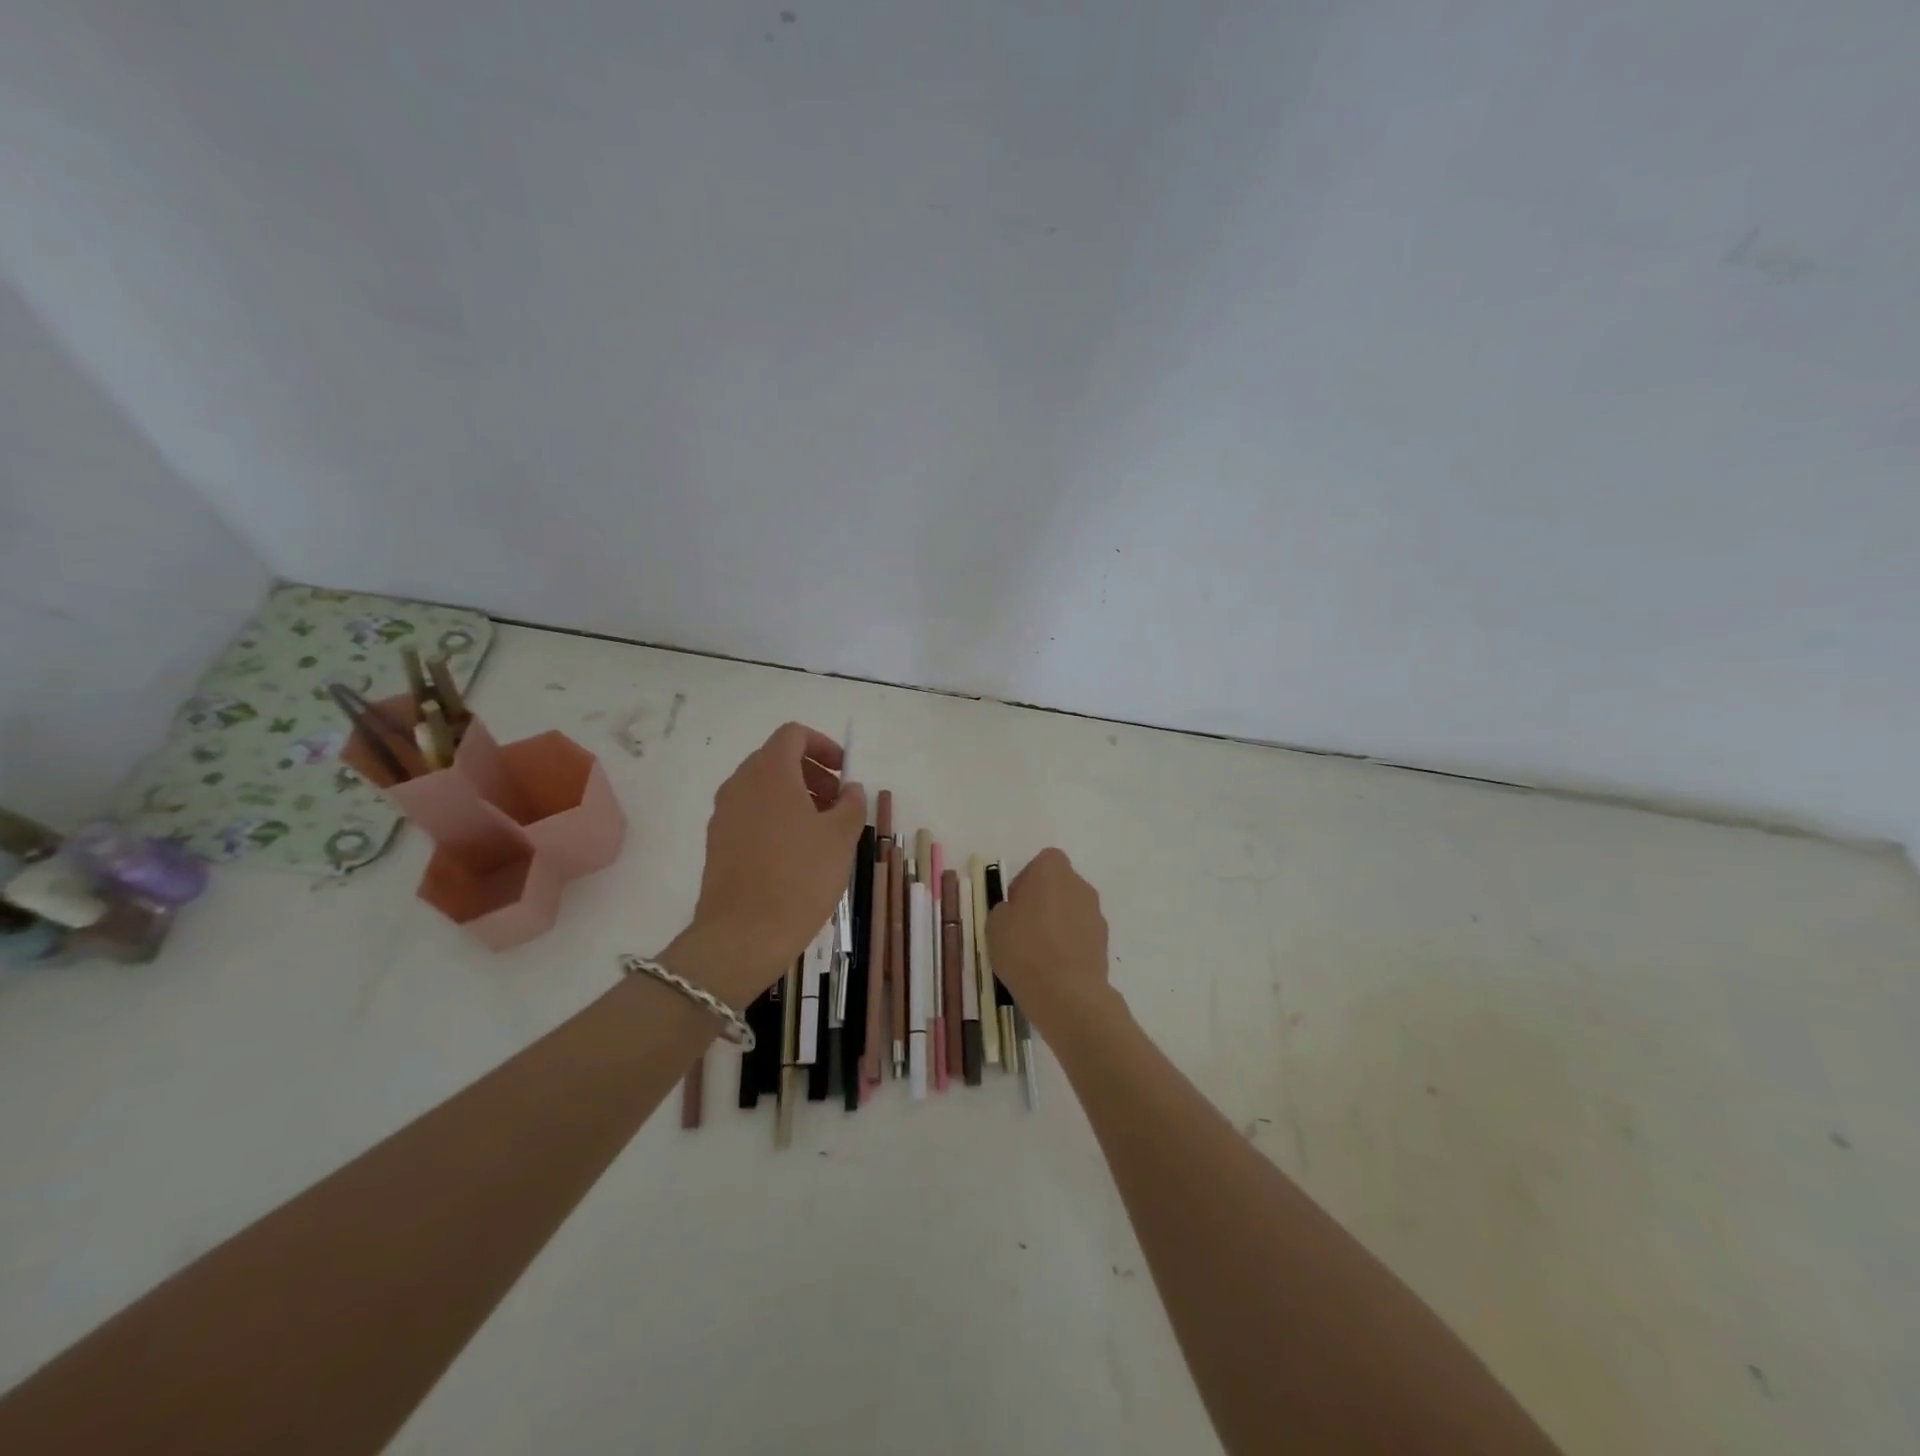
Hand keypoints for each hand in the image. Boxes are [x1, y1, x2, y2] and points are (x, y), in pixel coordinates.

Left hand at [662, 722, 864, 1007]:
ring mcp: (724, 814)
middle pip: (777, 759)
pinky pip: (750, 813)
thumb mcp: (841, 837)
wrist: (743, 935)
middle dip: (812, 773)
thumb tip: (849, 789)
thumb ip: (851, 803)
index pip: (793, 735)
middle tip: (838, 802)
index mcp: (769, 772)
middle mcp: (740, 784)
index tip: (844, 772)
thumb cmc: (799, 877)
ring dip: (795, 796)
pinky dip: (776, 817)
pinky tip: (796, 852)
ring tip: (822, 830)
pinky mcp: (717, 842)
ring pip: (763, 788)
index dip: (823, 746)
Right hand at [987, 848, 1114, 1032]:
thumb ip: (1006, 909)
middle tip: (1023, 928)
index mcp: (1052, 870)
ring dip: (1058, 923)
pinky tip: (1054, 967)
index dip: (1027, 879)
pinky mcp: (1104, 941)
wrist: (1066, 992)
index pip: (1043, 862)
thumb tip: (1016, 912)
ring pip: (1072, 910)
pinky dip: (1070, 944)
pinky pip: (1081, 934)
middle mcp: (1079, 885)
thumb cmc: (1024, 948)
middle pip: (1060, 885)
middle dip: (1044, 900)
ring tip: (1038, 953)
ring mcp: (1096, 913)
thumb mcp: (994, 924)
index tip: (1015, 904)